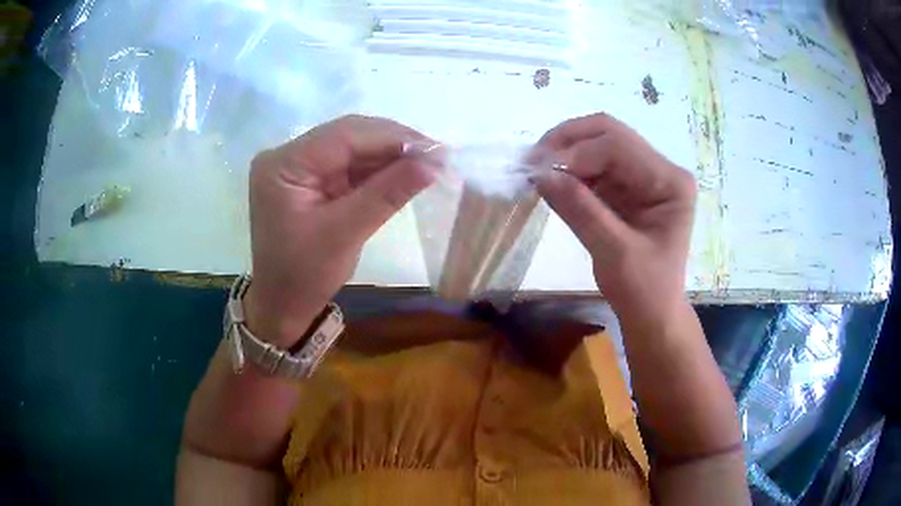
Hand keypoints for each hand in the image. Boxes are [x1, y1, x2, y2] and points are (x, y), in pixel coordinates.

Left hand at [245, 115, 436, 345]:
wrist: (282, 305)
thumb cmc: (304, 276)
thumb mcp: (345, 234)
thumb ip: (387, 193)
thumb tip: (434, 162)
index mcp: (283, 164)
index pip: (343, 135)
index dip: (392, 137)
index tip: (435, 148)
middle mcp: (288, 156)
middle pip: (347, 136)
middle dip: (393, 144)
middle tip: (437, 155)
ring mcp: (299, 167)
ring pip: (352, 148)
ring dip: (389, 156)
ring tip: (428, 163)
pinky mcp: (311, 180)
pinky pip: (349, 166)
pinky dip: (377, 170)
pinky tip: (404, 173)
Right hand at [533, 113, 695, 324]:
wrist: (651, 313)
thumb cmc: (644, 290)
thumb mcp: (614, 252)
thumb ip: (581, 210)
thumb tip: (540, 175)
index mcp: (670, 181)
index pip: (619, 147)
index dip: (577, 152)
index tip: (539, 171)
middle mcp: (659, 170)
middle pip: (609, 133)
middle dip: (568, 142)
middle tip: (533, 160)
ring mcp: (642, 176)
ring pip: (598, 144)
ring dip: (565, 153)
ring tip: (535, 171)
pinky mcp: (626, 187)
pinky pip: (593, 166)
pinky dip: (569, 170)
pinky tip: (550, 181)